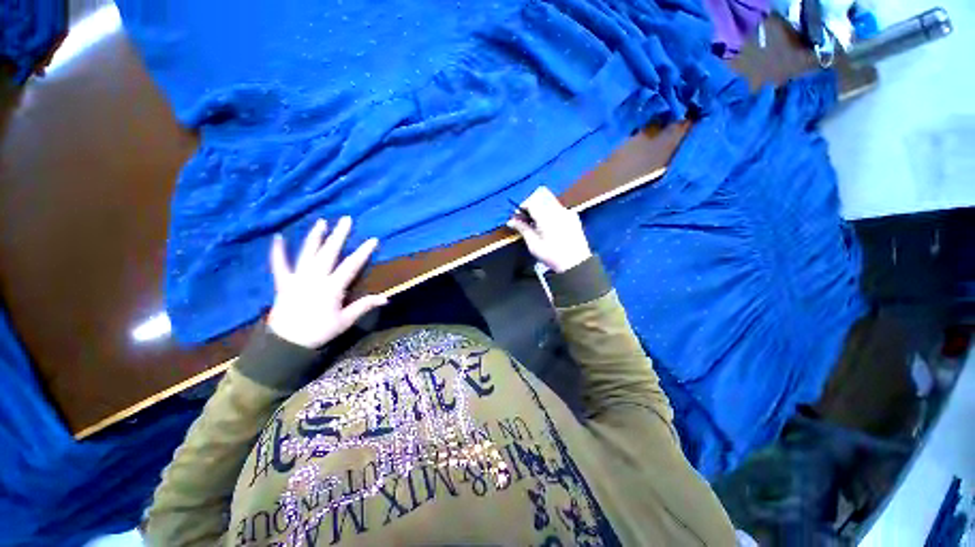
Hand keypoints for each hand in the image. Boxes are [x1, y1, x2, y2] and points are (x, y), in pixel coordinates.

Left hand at [266, 217, 387, 348]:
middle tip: (346, 219)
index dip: (363, 252)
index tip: (373, 239)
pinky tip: (277, 238)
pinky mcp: (283, 283)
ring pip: (307, 253)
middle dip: (339, 235)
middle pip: (329, 253)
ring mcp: (297, 278)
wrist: (286, 343)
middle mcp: (315, 278)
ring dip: (314, 237)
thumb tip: (386, 298)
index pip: (351, 265)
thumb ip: (364, 306)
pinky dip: (278, 252)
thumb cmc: (319, 332)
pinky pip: (279, 265)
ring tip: (321, 222)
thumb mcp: (345, 321)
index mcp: (332, 287)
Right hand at [507, 186, 591, 272]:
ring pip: (550, 199)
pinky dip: (550, 210)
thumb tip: (511, 221)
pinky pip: (558, 207)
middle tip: (526, 217)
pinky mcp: (573, 216)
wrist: (575, 263)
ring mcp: (567, 212)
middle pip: (542, 195)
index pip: (531, 201)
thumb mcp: (534, 245)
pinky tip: (548, 225)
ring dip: (541, 206)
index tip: (518, 216)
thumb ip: (523, 229)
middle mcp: (558, 210)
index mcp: (547, 217)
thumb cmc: (552, 256)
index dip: (522, 206)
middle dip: (531, 203)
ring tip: (536, 222)